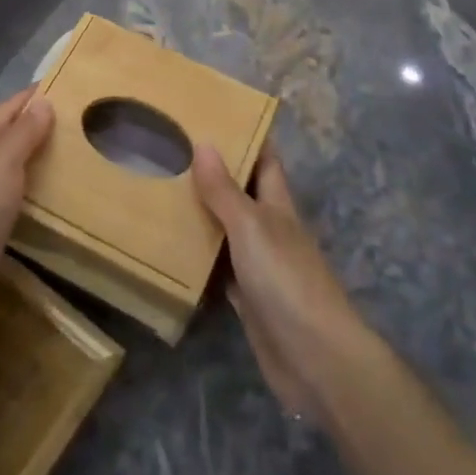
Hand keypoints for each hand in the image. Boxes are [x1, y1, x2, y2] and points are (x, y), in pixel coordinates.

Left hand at [0, 87, 54, 334]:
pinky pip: (7, 201)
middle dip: (32, 128)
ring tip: (67, 156)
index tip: (61, 85)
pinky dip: (27, 193)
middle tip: (73, 121)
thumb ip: (23, 132)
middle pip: (2, 139)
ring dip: (31, 162)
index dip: (30, 98)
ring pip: (4, 171)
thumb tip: (43, 102)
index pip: (3, 111)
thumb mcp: (2, 163)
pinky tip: (46, 198)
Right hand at [193, 142, 372, 424]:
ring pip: (226, 230)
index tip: (213, 115)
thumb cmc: (286, 280)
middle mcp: (269, 229)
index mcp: (277, 205)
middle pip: (241, 193)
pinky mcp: (247, 299)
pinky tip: (171, 248)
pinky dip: (199, 257)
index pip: (264, 160)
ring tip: (161, 190)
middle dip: (213, 173)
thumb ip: (225, 190)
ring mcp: (259, 265)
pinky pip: (218, 269)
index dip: (245, 137)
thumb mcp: (252, 227)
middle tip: (171, 150)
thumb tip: (205, 142)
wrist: (315, 358)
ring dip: (201, 214)